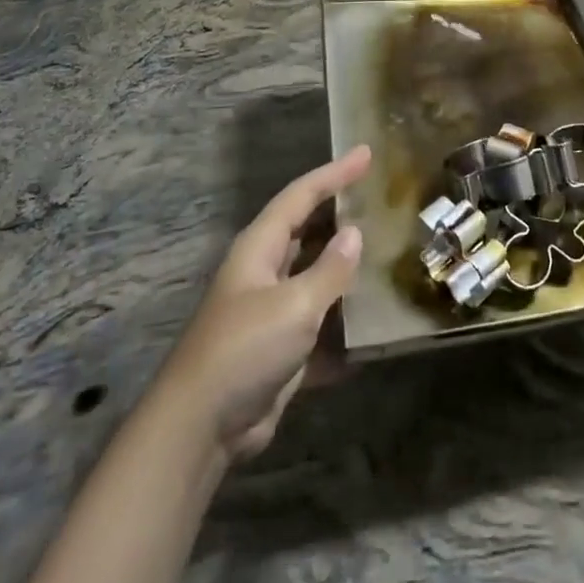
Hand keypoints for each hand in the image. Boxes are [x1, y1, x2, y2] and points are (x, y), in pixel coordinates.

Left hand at [156, 147, 368, 460]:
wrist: (200, 429)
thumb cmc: (244, 349)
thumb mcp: (294, 305)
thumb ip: (329, 269)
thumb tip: (355, 233)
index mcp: (260, 248)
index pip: (301, 196)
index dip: (335, 173)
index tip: (366, 153)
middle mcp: (264, 271)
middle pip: (306, 230)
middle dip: (338, 211)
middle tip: (377, 195)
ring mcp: (271, 311)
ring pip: (314, 275)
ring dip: (344, 265)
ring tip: (383, 248)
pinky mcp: (280, 348)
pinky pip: (319, 321)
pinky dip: (342, 320)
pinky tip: (373, 323)